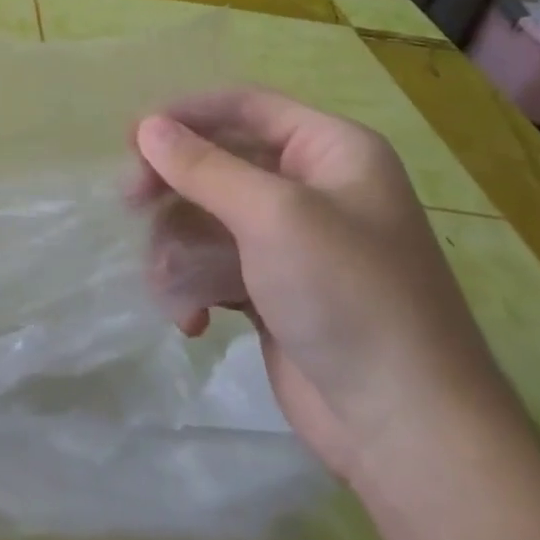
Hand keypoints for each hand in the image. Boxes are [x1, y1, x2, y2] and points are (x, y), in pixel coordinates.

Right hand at [133, 87, 523, 500]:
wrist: (408, 432)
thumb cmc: (348, 296)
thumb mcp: (273, 217)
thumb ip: (204, 167)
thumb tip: (146, 126)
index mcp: (331, 150)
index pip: (245, 106)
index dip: (186, 115)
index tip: (133, 138)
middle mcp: (315, 187)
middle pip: (221, 161)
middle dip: (175, 185)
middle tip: (131, 204)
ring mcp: (296, 242)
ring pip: (210, 216)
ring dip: (180, 247)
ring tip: (167, 282)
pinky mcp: (277, 290)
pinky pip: (218, 264)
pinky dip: (197, 285)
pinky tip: (191, 320)